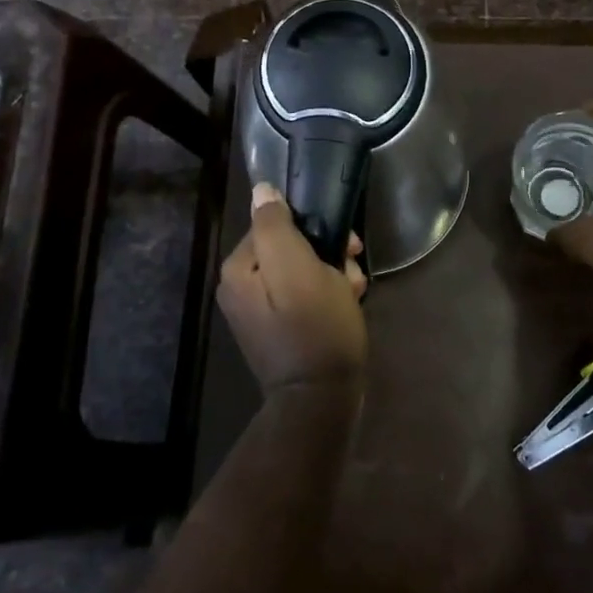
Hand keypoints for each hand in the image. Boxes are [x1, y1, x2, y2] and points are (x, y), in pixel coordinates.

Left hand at [219, 182, 368, 393]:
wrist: (320, 402)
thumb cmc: (314, 329)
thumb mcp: (298, 268)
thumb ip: (275, 226)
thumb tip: (261, 190)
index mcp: (239, 269)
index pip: (275, 223)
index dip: (312, 227)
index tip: (345, 242)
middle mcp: (242, 287)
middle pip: (290, 247)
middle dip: (326, 253)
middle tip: (351, 269)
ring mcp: (260, 310)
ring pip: (302, 269)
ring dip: (333, 273)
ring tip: (354, 291)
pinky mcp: (279, 329)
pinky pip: (304, 295)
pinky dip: (327, 294)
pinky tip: (348, 304)